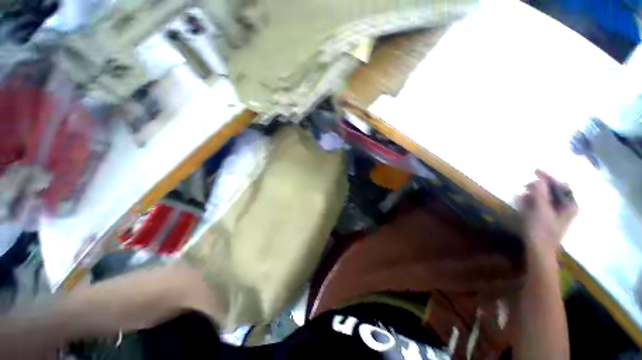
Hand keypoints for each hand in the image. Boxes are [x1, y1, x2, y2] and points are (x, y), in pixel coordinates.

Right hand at [517, 170, 577, 260]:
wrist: (539, 250)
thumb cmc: (542, 230)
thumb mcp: (541, 210)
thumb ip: (541, 194)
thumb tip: (539, 179)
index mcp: (570, 205)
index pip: (561, 185)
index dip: (549, 177)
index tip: (535, 171)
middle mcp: (566, 207)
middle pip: (553, 190)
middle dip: (539, 186)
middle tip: (525, 185)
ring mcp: (557, 213)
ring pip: (546, 197)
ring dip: (534, 194)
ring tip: (522, 194)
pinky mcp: (547, 218)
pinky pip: (540, 204)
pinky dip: (532, 201)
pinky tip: (523, 201)